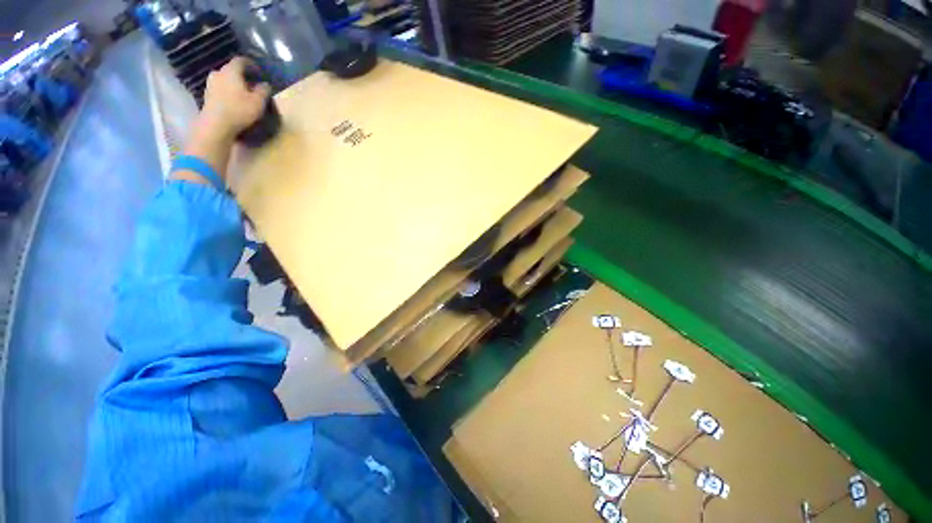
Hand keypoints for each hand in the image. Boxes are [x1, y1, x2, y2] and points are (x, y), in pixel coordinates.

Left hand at [197, 57, 271, 140]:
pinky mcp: (207, 96)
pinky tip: (233, 101)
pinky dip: (227, 92)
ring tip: (242, 94)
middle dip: (241, 75)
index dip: (251, 64)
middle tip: (251, 84)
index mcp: (231, 71)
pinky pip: (220, 89)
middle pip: (231, 70)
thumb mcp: (258, 102)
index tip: (258, 71)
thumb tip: (265, 84)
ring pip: (225, 80)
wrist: (216, 124)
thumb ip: (263, 91)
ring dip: (233, 84)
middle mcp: (218, 73)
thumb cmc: (239, 110)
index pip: (241, 61)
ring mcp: (210, 84)